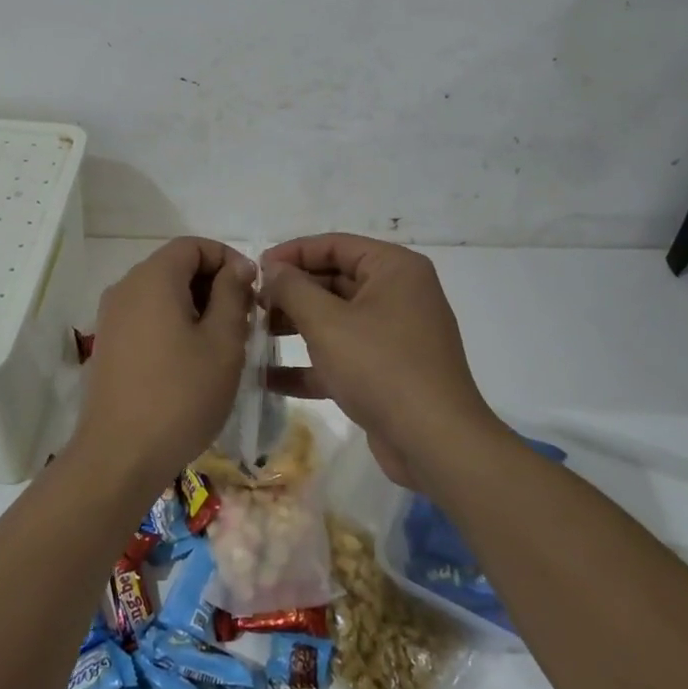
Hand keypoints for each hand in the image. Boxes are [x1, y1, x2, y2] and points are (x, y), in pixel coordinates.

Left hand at [75, 237, 255, 491]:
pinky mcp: (108, 344)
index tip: (252, 292)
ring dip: (195, 307)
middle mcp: (126, 287)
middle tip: (243, 322)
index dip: (227, 259)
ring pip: (161, 294)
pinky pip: (146, 317)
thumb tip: (238, 266)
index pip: (193, 245)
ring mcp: (112, 317)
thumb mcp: (223, 342)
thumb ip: (232, 295)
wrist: (119, 455)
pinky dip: (173, 324)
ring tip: (222, 344)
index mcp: (153, 278)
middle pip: (175, 266)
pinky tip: (191, 361)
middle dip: (213, 285)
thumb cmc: (181, 395)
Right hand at [260, 234, 506, 487]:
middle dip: (291, 293)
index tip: (256, 270)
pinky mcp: (387, 372)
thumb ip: (293, 288)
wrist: (435, 443)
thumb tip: (272, 268)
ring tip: (254, 335)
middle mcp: (398, 294)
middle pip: (334, 280)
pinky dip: (311, 363)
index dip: (292, 254)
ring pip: (336, 319)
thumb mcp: (327, 322)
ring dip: (296, 326)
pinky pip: (343, 356)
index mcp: (394, 269)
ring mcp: (394, 335)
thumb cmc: (380, 367)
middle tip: (252, 304)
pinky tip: (269, 377)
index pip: (335, 245)